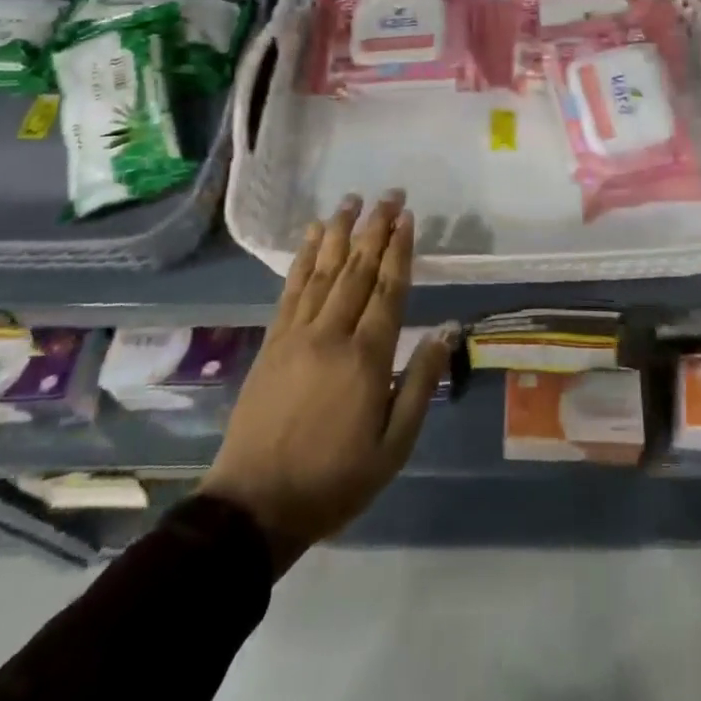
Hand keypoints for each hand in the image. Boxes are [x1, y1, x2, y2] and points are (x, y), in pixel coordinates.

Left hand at [197, 191, 453, 575]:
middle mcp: (332, 334)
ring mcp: (297, 334)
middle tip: (390, 194)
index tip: (408, 217)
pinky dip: (304, 258)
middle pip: (358, 269)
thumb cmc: (334, 480)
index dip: (400, 250)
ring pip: (324, 270)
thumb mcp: (392, 447)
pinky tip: (313, 235)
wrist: (254, 507)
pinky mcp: (273, 341)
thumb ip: (420, 385)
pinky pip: (291, 289)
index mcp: (366, 359)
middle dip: (376, 227)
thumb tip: (446, 332)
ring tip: (352, 200)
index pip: (389, 290)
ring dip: (340, 231)